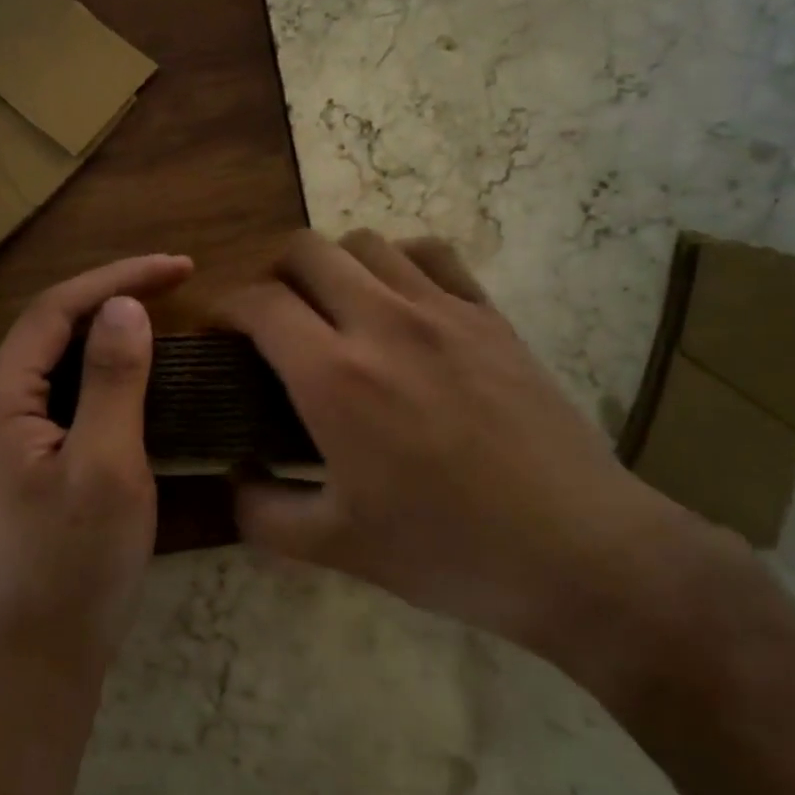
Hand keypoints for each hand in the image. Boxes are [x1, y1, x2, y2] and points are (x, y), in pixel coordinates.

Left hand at [0, 254, 194, 678]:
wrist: (44, 653)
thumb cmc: (78, 563)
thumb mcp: (106, 466)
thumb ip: (113, 381)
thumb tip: (125, 305)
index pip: (54, 311)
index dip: (117, 278)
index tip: (179, 267)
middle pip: (52, 328)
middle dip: (113, 295)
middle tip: (177, 281)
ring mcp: (5, 434)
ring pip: (59, 358)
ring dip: (109, 329)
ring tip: (164, 310)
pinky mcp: (26, 456)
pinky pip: (65, 391)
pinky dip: (104, 368)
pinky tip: (138, 368)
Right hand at [224, 231, 705, 679]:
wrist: (577, 551)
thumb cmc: (447, 551)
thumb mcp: (335, 547)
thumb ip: (262, 511)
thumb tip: (235, 476)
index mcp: (335, 378)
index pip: (259, 303)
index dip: (225, 307)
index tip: (218, 330)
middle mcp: (383, 323)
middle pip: (306, 250)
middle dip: (271, 273)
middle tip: (270, 317)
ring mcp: (444, 311)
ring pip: (366, 243)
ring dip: (332, 265)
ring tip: (332, 307)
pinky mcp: (490, 315)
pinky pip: (431, 254)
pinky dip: (397, 261)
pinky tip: (398, 299)